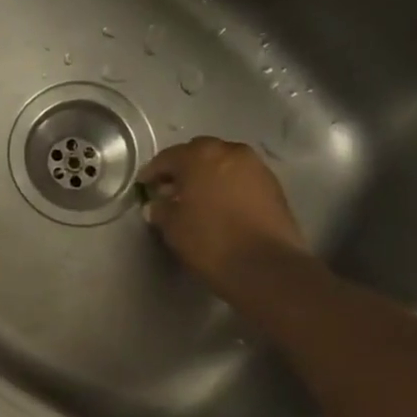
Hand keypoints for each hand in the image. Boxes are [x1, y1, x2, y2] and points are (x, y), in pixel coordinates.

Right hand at [139, 137, 309, 300]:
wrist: (265, 265)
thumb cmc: (210, 241)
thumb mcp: (173, 228)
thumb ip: (161, 210)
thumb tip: (156, 205)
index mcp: (200, 156)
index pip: (168, 157)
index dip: (153, 172)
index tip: (144, 185)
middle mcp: (230, 151)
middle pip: (199, 153)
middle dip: (183, 168)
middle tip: (171, 189)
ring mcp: (256, 166)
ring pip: (223, 163)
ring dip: (208, 176)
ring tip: (197, 199)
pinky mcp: (273, 185)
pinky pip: (241, 178)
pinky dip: (228, 186)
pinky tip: (220, 206)